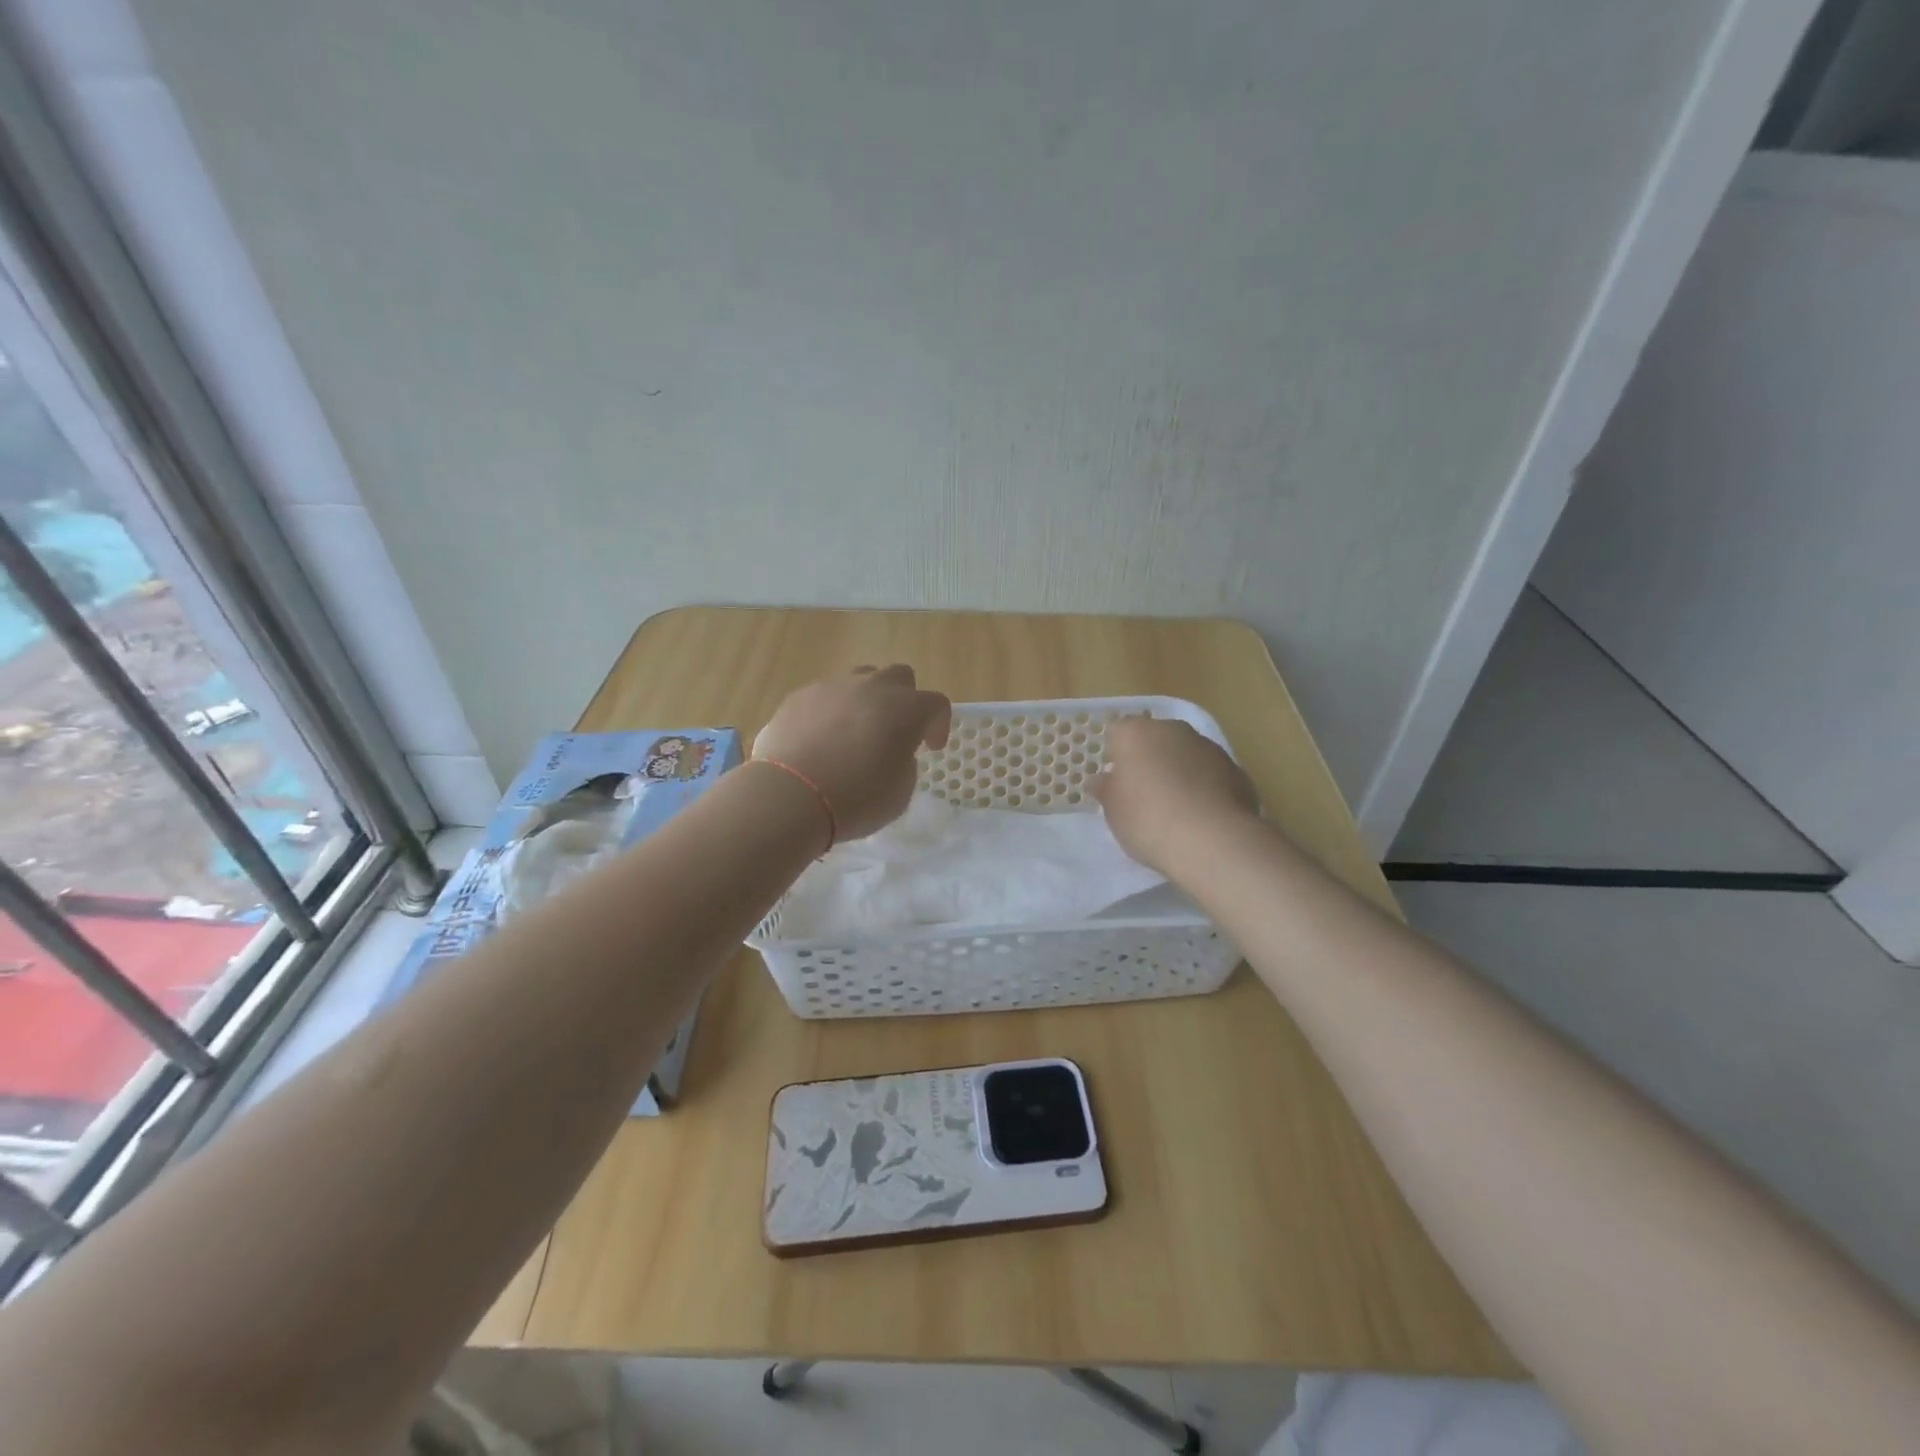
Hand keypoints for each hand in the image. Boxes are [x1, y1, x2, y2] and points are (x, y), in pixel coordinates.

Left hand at [752, 665, 951, 842]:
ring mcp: (832, 686)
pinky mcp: (798, 696)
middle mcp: (872, 687)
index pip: (937, 703)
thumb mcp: (900, 791)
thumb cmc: (857, 798)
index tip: (930, 747)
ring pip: (859, 680)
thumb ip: (904, 762)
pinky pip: (824, 696)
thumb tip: (891, 752)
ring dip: (865, 701)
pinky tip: (820, 740)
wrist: (790, 795)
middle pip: (899, 677)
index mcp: (907, 708)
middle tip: (895, 730)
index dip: (939, 725)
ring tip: (854, 732)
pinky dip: (830, 712)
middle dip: (903, 700)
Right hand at [1091, 716, 1258, 874]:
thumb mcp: (1113, 810)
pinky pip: (1210, 775)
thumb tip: (1104, 780)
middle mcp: (1174, 730)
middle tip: (1143, 795)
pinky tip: (1201, 817)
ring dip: (1179, 772)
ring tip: (1176, 810)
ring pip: (1186, 755)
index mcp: (1137, 733)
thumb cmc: (1147, 819)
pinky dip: (1204, 788)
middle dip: (1150, 760)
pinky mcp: (1236, 770)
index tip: (1117, 782)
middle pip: (1155, 739)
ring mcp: (1209, 748)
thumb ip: (1107, 789)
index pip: (1119, 732)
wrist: (1212, 840)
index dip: (1116, 755)